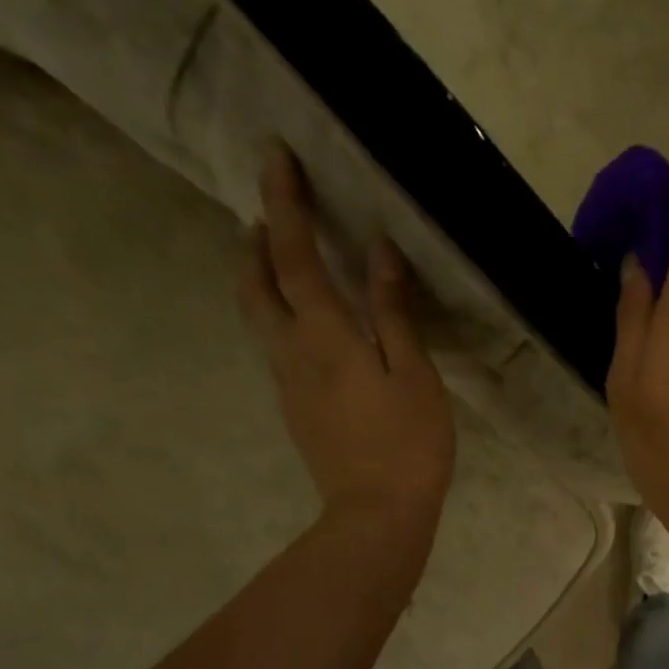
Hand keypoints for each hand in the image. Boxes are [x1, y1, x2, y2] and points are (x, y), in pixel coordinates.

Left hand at [239, 142, 454, 532]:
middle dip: (255, 241)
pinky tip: (307, 326)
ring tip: (279, 259)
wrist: (377, 514)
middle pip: (254, 284)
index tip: (273, 154)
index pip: (291, 254)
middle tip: (267, 214)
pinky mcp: (295, 411)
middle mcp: (291, 351)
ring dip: (260, 278)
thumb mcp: (414, 374)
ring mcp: (287, 384)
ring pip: (259, 317)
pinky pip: (276, 347)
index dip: (282, 202)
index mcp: (323, 335)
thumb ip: (393, 313)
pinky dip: (279, 317)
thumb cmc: (408, 444)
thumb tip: (378, 253)